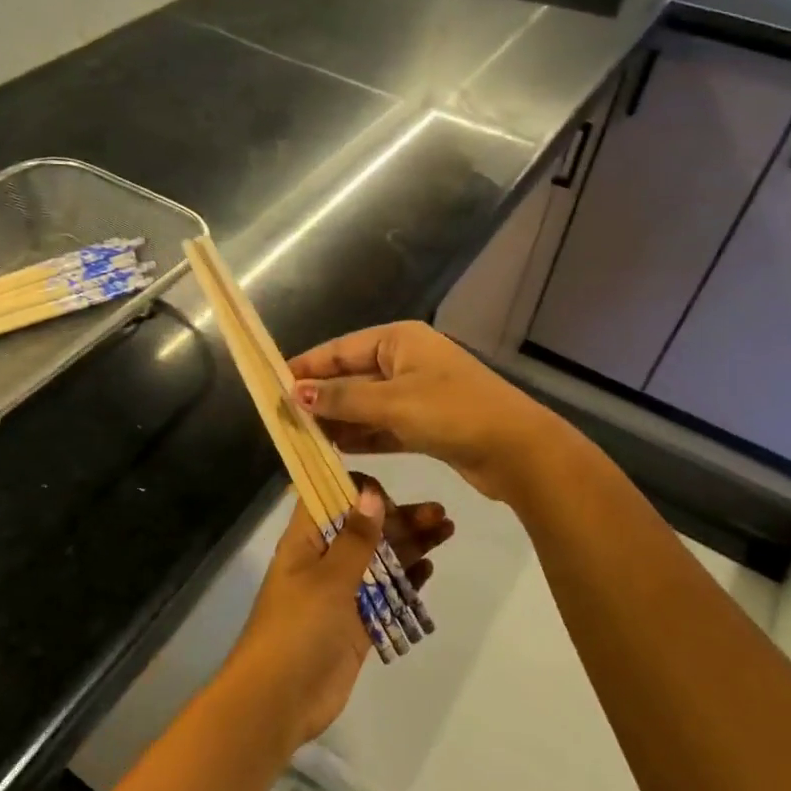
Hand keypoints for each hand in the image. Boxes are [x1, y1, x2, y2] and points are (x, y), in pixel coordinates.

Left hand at [221, 480, 453, 747]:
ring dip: (410, 544)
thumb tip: (370, 493)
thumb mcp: (328, 577)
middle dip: (399, 518)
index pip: (329, 499)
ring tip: (446, 530)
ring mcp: (340, 594)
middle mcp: (323, 562)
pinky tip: (429, 568)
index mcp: (305, 542)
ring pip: (379, 560)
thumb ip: (355, 538)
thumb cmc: (298, 627)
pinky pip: (384, 595)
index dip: (357, 491)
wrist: (279, 700)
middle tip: (438, 512)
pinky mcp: (356, 626)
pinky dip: (405, 581)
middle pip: (364, 529)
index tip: (389, 492)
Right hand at [288, 321, 564, 501]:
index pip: (340, 349)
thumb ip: (341, 400)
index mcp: (399, 340)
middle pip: (351, 376)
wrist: (516, 450)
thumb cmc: (451, 413)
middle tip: (283, 418)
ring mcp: (417, 392)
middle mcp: (406, 360)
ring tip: (301, 436)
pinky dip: (362, 434)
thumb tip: (294, 394)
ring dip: (338, 419)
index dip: (306, 367)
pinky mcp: (425, 423)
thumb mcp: (391, 403)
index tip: (274, 385)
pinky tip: (334, 449)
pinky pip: (383, 424)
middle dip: (320, 397)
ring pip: (366, 403)